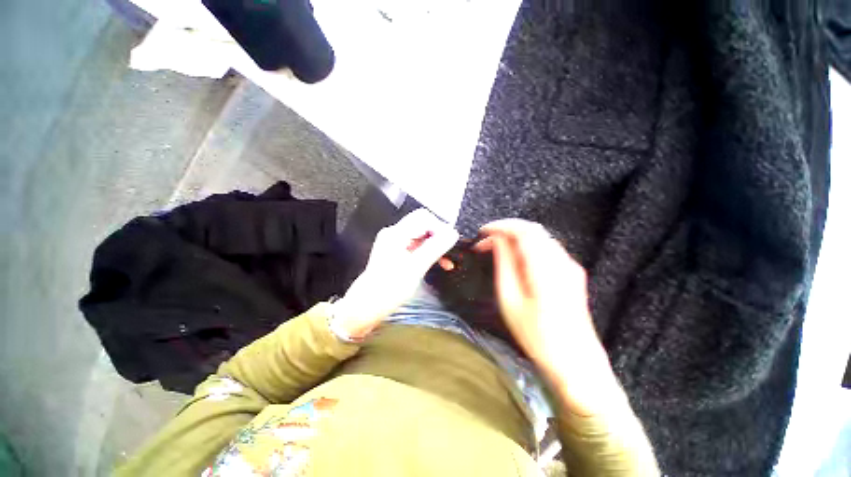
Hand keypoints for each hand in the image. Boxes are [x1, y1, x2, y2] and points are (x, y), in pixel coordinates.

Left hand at [333, 209, 458, 339]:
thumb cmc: (389, 289)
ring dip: (435, 247)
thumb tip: (453, 233)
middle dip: (439, 237)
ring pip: (421, 237)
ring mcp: (394, 244)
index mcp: (396, 234)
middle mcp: (394, 234)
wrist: (366, 307)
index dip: (440, 228)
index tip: (451, 244)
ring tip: (447, 262)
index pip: (424, 218)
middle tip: (450, 252)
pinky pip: (416, 247)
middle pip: (423, 225)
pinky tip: (438, 264)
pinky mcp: (396, 253)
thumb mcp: (416, 268)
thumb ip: (435, 248)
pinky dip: (427, 253)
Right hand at [476, 219, 622, 414]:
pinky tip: (514, 258)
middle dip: (506, 230)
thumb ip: (504, 265)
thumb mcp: (511, 301)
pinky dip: (526, 246)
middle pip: (532, 230)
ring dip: (515, 237)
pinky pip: (546, 248)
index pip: (523, 231)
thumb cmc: (538, 337)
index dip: (500, 226)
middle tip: (485, 241)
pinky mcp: (571, 273)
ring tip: (496, 248)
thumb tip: (497, 241)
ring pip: (539, 237)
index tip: (482, 232)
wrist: (575, 362)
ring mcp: (569, 266)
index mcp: (545, 268)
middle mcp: (561, 261)